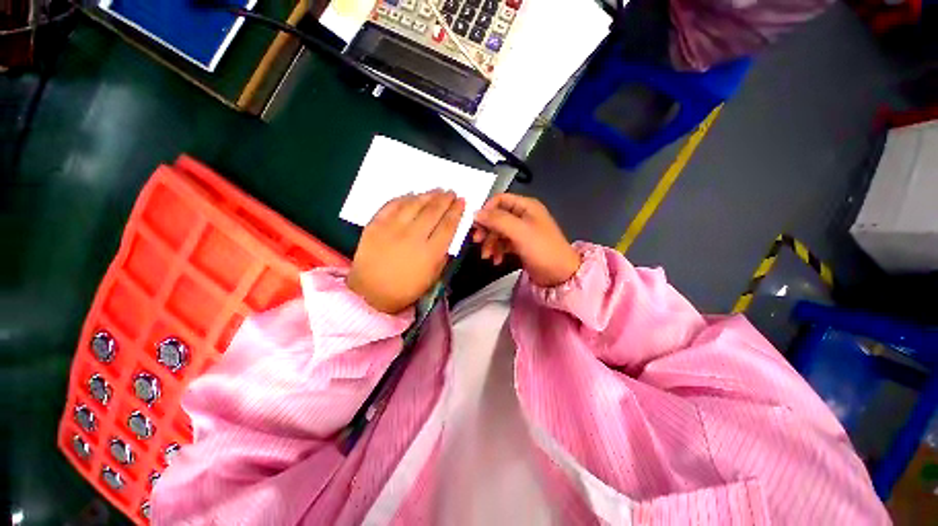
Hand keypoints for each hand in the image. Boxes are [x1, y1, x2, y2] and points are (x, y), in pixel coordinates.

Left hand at [348, 190, 464, 313]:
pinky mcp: (375, 224)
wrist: (370, 293)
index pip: (448, 225)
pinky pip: (392, 204)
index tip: (462, 202)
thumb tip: (447, 234)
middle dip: (445, 199)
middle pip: (434, 211)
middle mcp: (413, 237)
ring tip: (437, 190)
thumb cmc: (406, 289)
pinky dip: (404, 197)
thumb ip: (443, 255)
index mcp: (430, 253)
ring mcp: (392, 228)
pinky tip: (412, 194)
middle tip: (451, 192)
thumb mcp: (433, 277)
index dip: (457, 211)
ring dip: (428, 195)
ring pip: (414, 204)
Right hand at [472, 193, 580, 287]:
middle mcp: (523, 215)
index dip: (486, 210)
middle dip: (486, 229)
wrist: (560, 275)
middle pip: (497, 217)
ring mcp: (522, 231)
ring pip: (498, 231)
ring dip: (490, 243)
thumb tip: (476, 213)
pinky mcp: (520, 244)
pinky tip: (496, 260)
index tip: (476, 224)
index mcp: (526, 206)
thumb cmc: (542, 249)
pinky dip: (498, 250)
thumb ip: (497, 220)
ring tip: (487, 256)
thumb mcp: (519, 232)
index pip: (499, 200)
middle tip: (477, 241)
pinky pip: (503, 243)